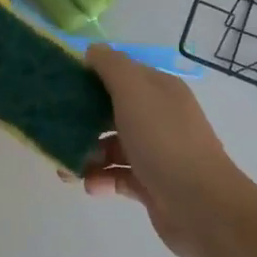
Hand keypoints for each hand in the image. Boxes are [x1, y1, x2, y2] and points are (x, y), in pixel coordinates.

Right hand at [80, 47, 256, 256]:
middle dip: (81, 121)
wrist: (201, 205)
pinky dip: (101, 180)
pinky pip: (117, 176)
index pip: (120, 74)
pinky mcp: (150, 184)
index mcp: (159, 90)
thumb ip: (111, 66)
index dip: (90, 77)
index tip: (59, 88)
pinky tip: (92, 186)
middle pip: (111, 111)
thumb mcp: (135, 92)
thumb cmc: (164, 141)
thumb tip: (93, 50)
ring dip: (87, 155)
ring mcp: (156, 152)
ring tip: (68, 170)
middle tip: (55, 133)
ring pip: (111, 146)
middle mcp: (159, 117)